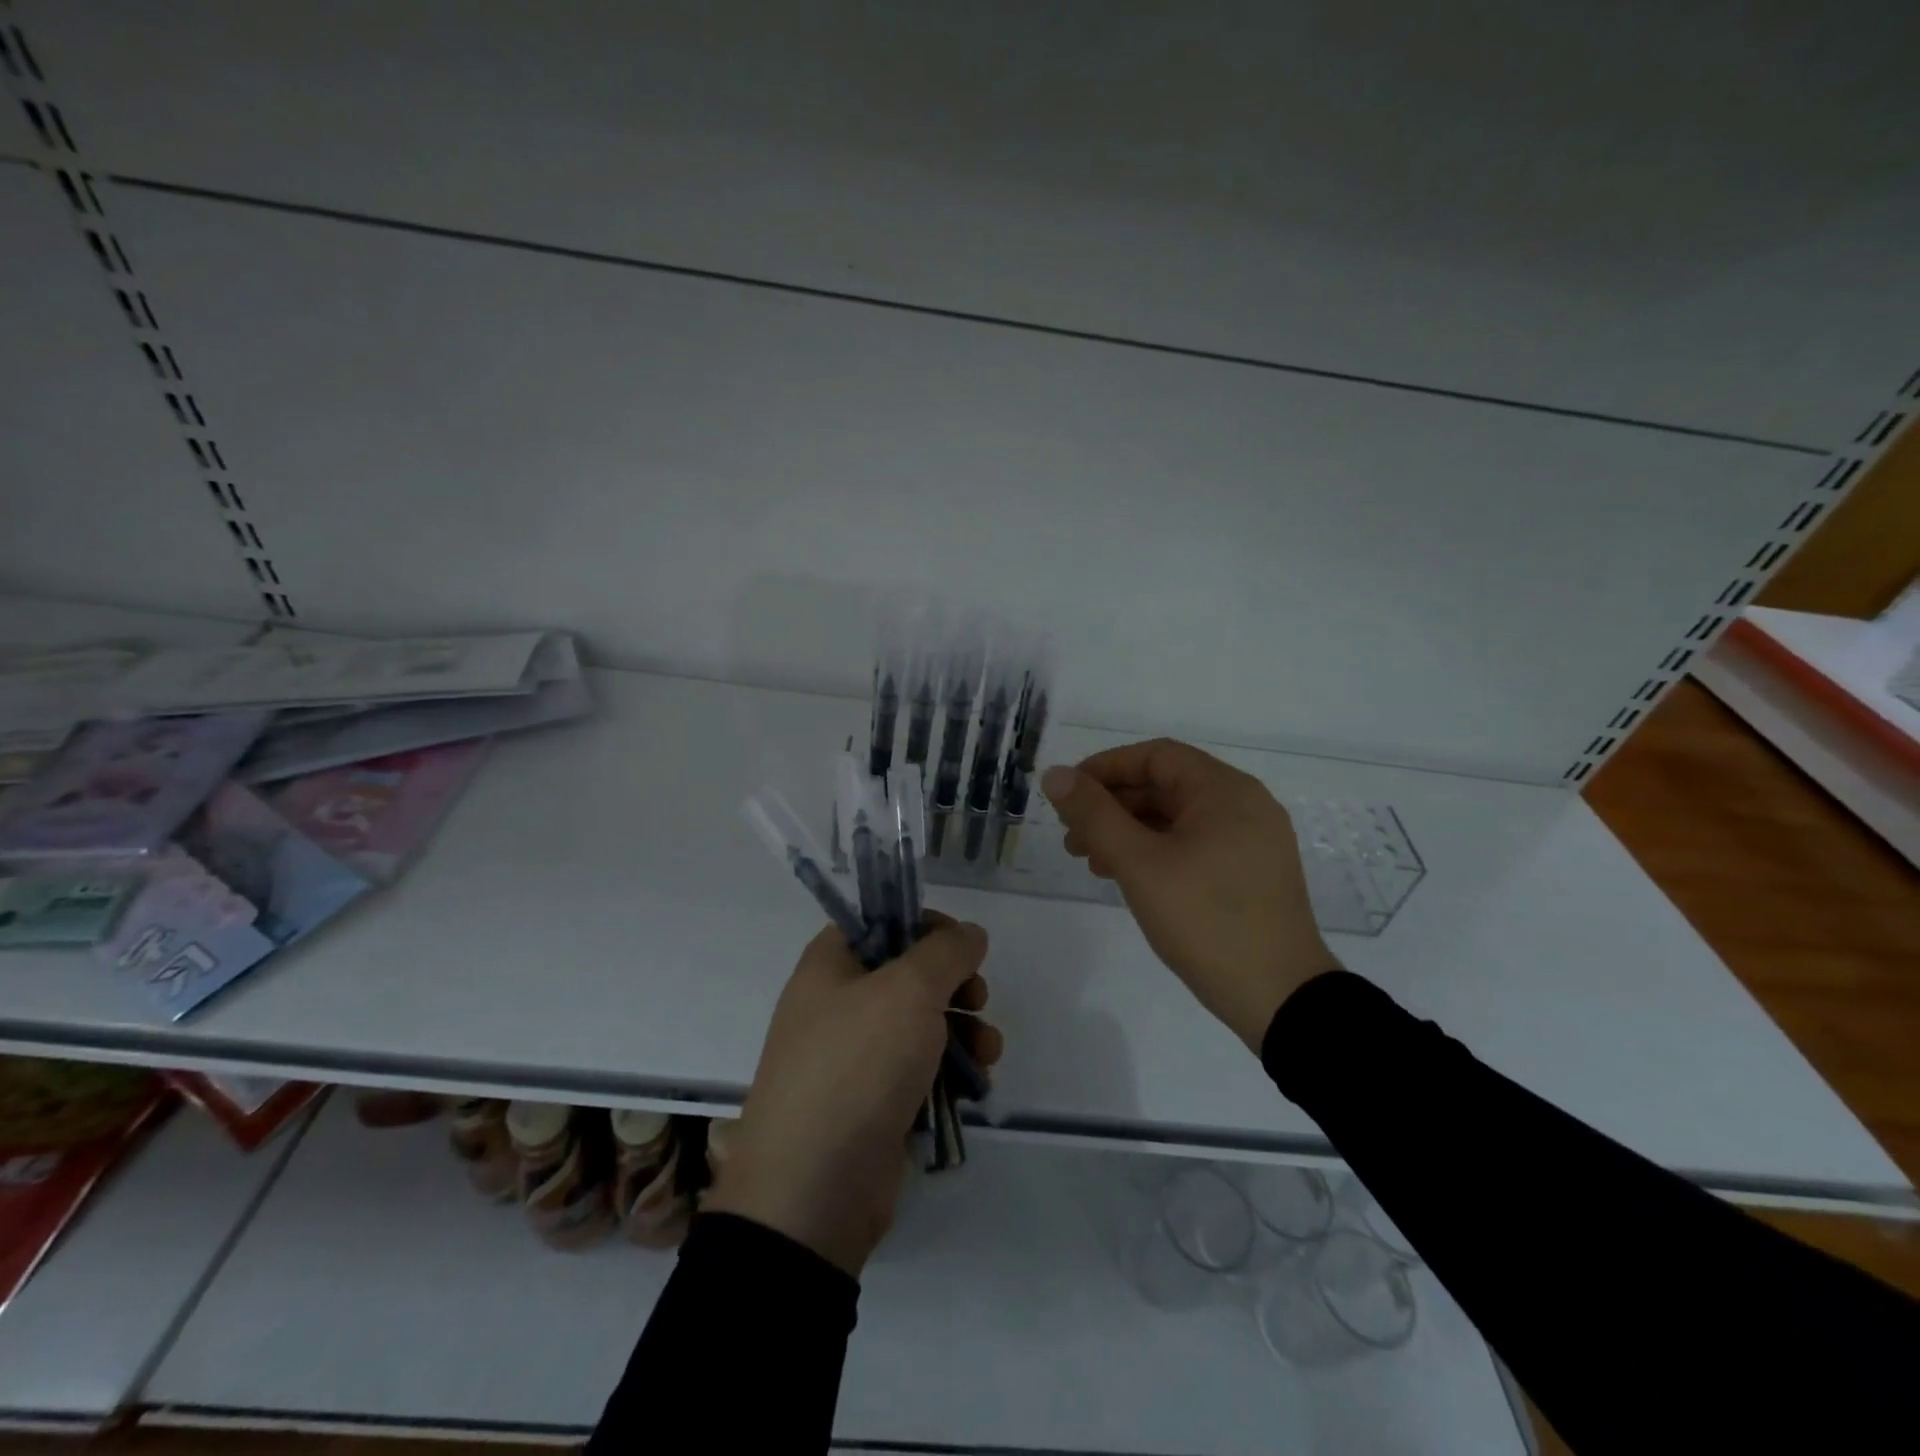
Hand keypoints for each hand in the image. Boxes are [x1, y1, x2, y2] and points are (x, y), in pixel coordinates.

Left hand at [703, 915, 999, 1277]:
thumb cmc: (857, 1065)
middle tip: (977, 998)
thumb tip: (969, 933)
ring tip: (988, 1051)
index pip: (880, 922)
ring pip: (921, 1025)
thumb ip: (946, 952)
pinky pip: (919, 1070)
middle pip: (907, 974)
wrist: (814, 1189)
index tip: (962, 945)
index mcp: (830, 965)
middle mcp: (838, 1004)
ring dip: (964, 1030)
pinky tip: (978, 1083)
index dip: (924, 925)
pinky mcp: (874, 1103)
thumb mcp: (908, 991)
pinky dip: (951, 1071)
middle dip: (954, 984)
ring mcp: (855, 1058)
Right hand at [1042, 739, 1339, 1051]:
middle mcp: (1244, 804)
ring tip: (1092, 861)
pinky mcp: (1252, 872)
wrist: (1280, 998)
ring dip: (1130, 831)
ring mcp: (1252, 840)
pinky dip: (1157, 851)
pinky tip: (1129, 877)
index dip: (1105, 768)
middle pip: (1166, 786)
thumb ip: (1094, 815)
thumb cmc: (1205, 920)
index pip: (1155, 756)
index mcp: (1224, 790)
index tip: (1068, 794)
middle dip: (1113, 806)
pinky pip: (1195, 844)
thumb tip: (1055, 775)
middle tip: (1071, 836)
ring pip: (1178, 818)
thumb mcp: (1139, 864)